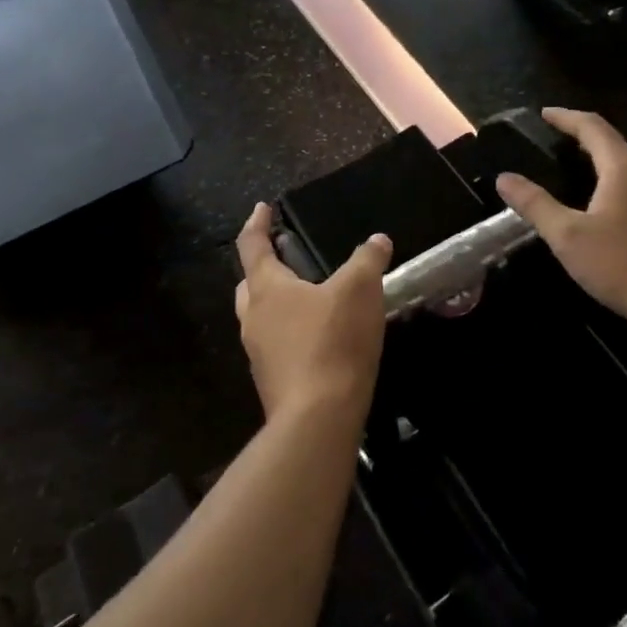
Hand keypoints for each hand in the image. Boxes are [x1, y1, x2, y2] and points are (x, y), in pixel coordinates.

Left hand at [235, 203, 391, 424]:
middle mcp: (254, 318)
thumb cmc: (333, 342)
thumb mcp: (360, 290)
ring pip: (260, 317)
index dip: (257, 224)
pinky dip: (289, 333)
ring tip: (305, 297)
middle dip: (263, 266)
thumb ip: (368, 260)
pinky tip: (316, 339)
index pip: (252, 246)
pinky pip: (275, 345)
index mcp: (267, 289)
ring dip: (276, 302)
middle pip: (249, 284)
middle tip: (283, 255)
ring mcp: (259, 353)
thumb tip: (378, 240)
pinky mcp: (272, 381)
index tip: (262, 208)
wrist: (318, 418)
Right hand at [495, 109, 626, 336]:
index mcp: (625, 168)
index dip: (566, 117)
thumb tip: (505, 178)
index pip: (593, 127)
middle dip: (584, 141)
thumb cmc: (624, 266)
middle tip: (555, 147)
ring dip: (604, 167)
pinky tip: (609, 213)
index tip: (544, 114)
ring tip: (577, 178)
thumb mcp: (568, 237)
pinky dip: (620, 189)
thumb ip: (536, 204)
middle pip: (615, 146)